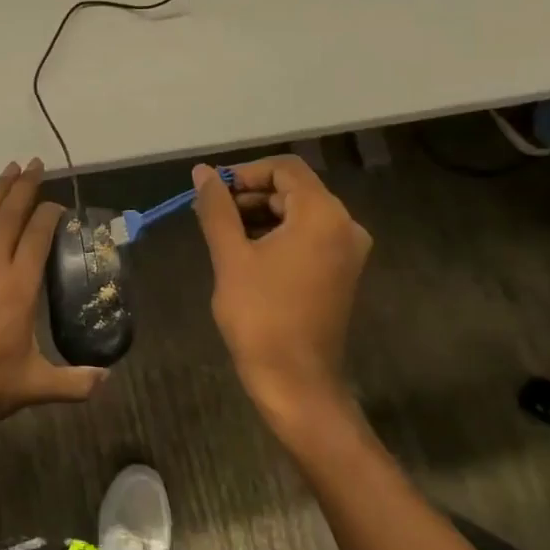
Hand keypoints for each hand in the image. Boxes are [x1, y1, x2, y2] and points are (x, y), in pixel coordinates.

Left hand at [0, 159, 107, 432]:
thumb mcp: (37, 385)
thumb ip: (75, 383)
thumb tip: (108, 379)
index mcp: (19, 286)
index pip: (38, 237)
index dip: (51, 215)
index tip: (61, 206)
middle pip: (10, 218)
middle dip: (25, 188)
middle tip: (36, 163)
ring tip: (8, 169)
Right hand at [191, 157, 370, 440]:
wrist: (295, 381)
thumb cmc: (260, 315)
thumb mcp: (231, 256)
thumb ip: (216, 208)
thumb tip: (202, 172)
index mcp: (323, 215)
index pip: (284, 169)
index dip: (244, 173)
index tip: (211, 192)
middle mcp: (345, 225)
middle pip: (293, 189)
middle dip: (249, 195)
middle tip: (211, 214)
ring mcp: (346, 250)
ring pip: (299, 212)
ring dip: (260, 215)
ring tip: (222, 234)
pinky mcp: (340, 271)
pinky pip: (307, 235)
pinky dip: (276, 234)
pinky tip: (245, 252)